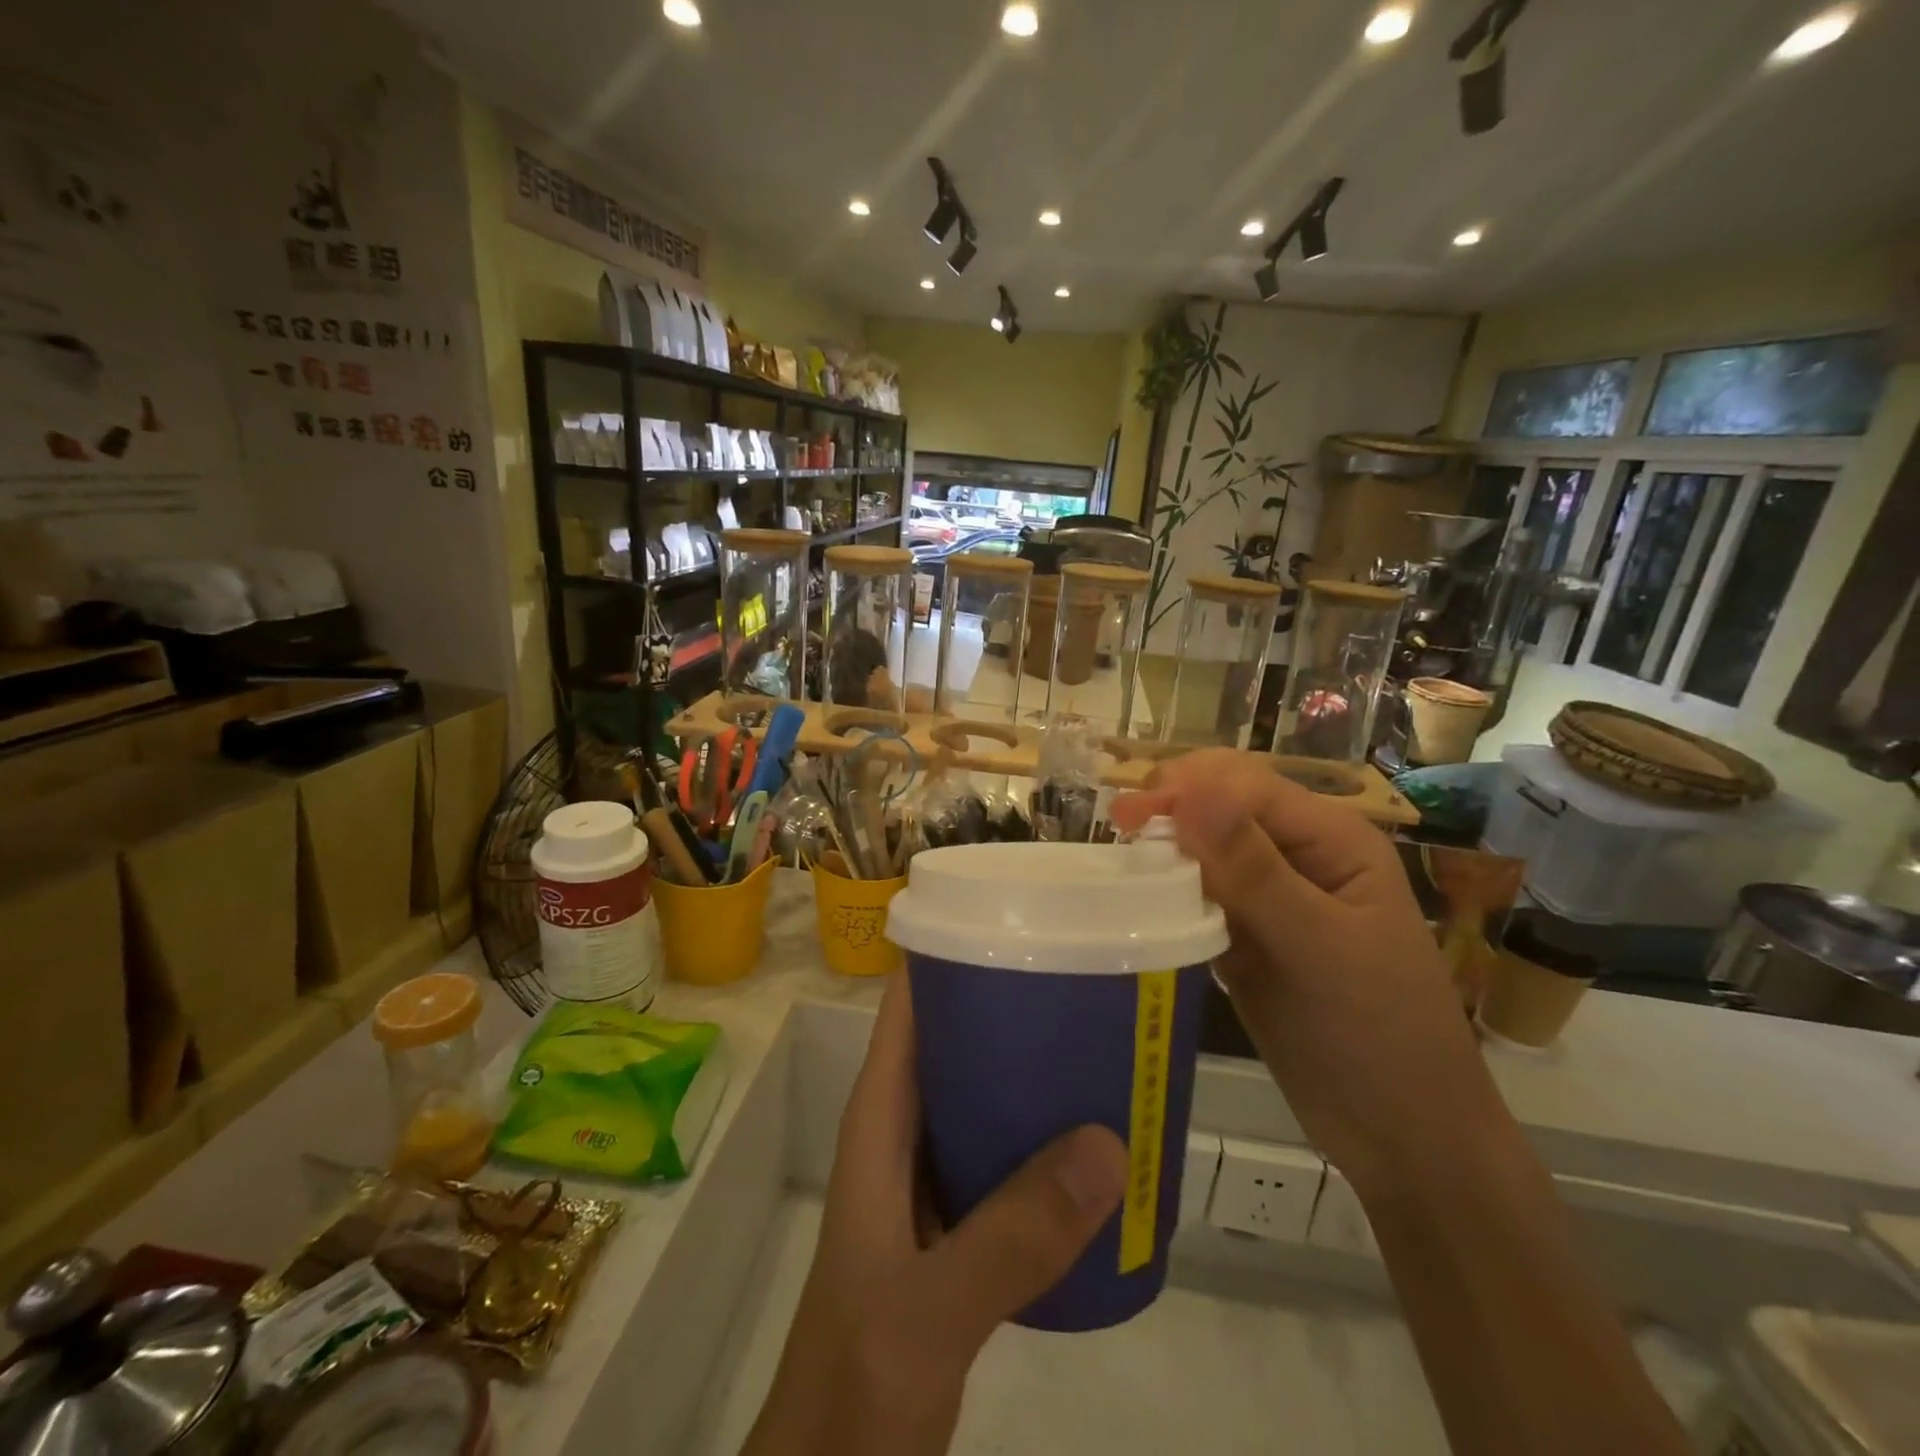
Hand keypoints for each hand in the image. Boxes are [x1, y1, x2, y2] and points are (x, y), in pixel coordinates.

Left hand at [745, 976, 1127, 1455]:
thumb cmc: (856, 1377)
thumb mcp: (927, 1308)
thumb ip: (1010, 1236)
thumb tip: (1108, 1143)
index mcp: (881, 1116)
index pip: (911, 1003)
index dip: (954, 952)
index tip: (1022, 920)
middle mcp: (906, 1128)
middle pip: (958, 1036)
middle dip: (1016, 1003)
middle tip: (1092, 977)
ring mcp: (933, 1174)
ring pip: (986, 1092)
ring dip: (1036, 1067)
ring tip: (1109, 1040)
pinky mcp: (960, 1219)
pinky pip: (1007, 1150)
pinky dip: (1047, 1134)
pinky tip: (1101, 1139)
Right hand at [1112, 748, 1499, 1196]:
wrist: (1403, 1137)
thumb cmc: (1377, 1036)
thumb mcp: (1317, 946)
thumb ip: (1253, 868)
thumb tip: (1189, 792)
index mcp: (1333, 839)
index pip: (1245, 787)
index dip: (1185, 789)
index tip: (1124, 815)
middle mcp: (1301, 855)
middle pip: (1222, 809)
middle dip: (1171, 811)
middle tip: (1119, 834)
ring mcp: (1273, 898)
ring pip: (1206, 852)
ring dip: (1166, 854)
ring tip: (1124, 871)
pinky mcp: (1249, 937)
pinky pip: (1201, 898)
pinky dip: (1171, 896)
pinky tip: (1145, 907)